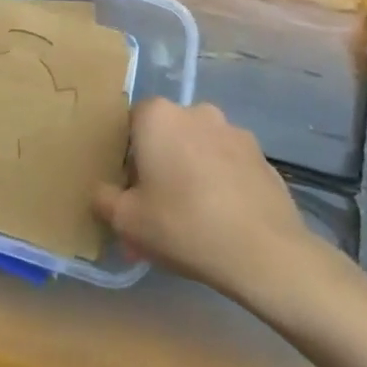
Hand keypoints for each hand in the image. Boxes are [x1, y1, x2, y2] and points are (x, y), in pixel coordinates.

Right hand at [94, 99, 315, 295]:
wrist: (265, 254)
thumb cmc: (184, 226)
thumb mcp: (127, 221)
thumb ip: (104, 199)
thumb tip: (102, 192)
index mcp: (158, 116)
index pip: (132, 122)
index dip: (128, 154)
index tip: (131, 187)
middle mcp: (196, 112)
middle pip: (168, 133)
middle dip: (162, 162)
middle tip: (160, 205)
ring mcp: (235, 132)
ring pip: (201, 148)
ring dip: (194, 170)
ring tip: (197, 216)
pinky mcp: (264, 158)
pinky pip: (231, 165)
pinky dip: (224, 183)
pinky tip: (225, 220)